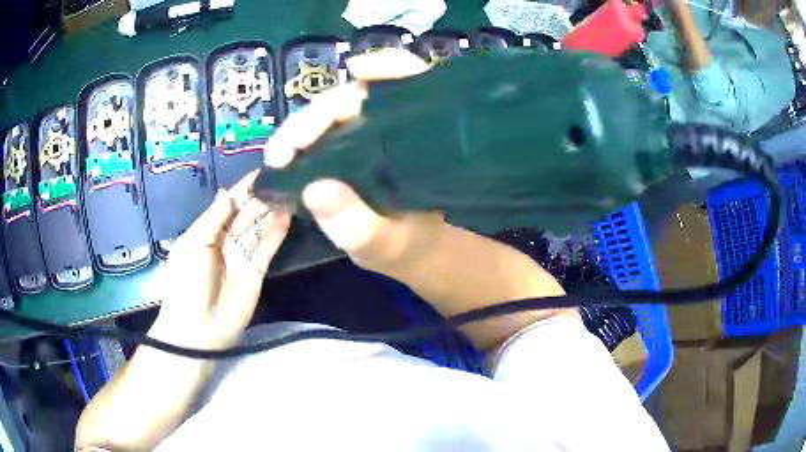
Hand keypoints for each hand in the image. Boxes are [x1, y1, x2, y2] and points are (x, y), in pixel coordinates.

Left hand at [151, 171, 290, 348]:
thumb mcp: (194, 244)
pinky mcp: (257, 271)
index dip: (243, 188)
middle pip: (246, 213)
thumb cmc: (187, 282)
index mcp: (206, 230)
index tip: (263, 171)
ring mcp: (242, 255)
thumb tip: (228, 192)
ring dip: (273, 211)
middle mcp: (225, 239)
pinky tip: (288, 215)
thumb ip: (214, 218)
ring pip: (259, 228)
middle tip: (284, 178)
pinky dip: (277, 232)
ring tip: (291, 192)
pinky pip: (267, 247)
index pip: (228, 203)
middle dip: (262, 197)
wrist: (199, 327)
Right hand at [263, 49, 573, 349]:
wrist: (417, 255)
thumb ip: (356, 225)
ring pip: (338, 112)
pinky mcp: (359, 146)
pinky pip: (333, 131)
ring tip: (279, 154)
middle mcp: (399, 128)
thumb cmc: (408, 248)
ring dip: (304, 127)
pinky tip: (291, 151)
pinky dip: (309, 135)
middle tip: (282, 151)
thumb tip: (315, 190)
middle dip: (314, 117)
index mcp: (421, 141)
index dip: (387, 66)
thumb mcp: (385, 244)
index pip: (413, 83)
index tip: (355, 71)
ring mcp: (376, 134)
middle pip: (357, 99)